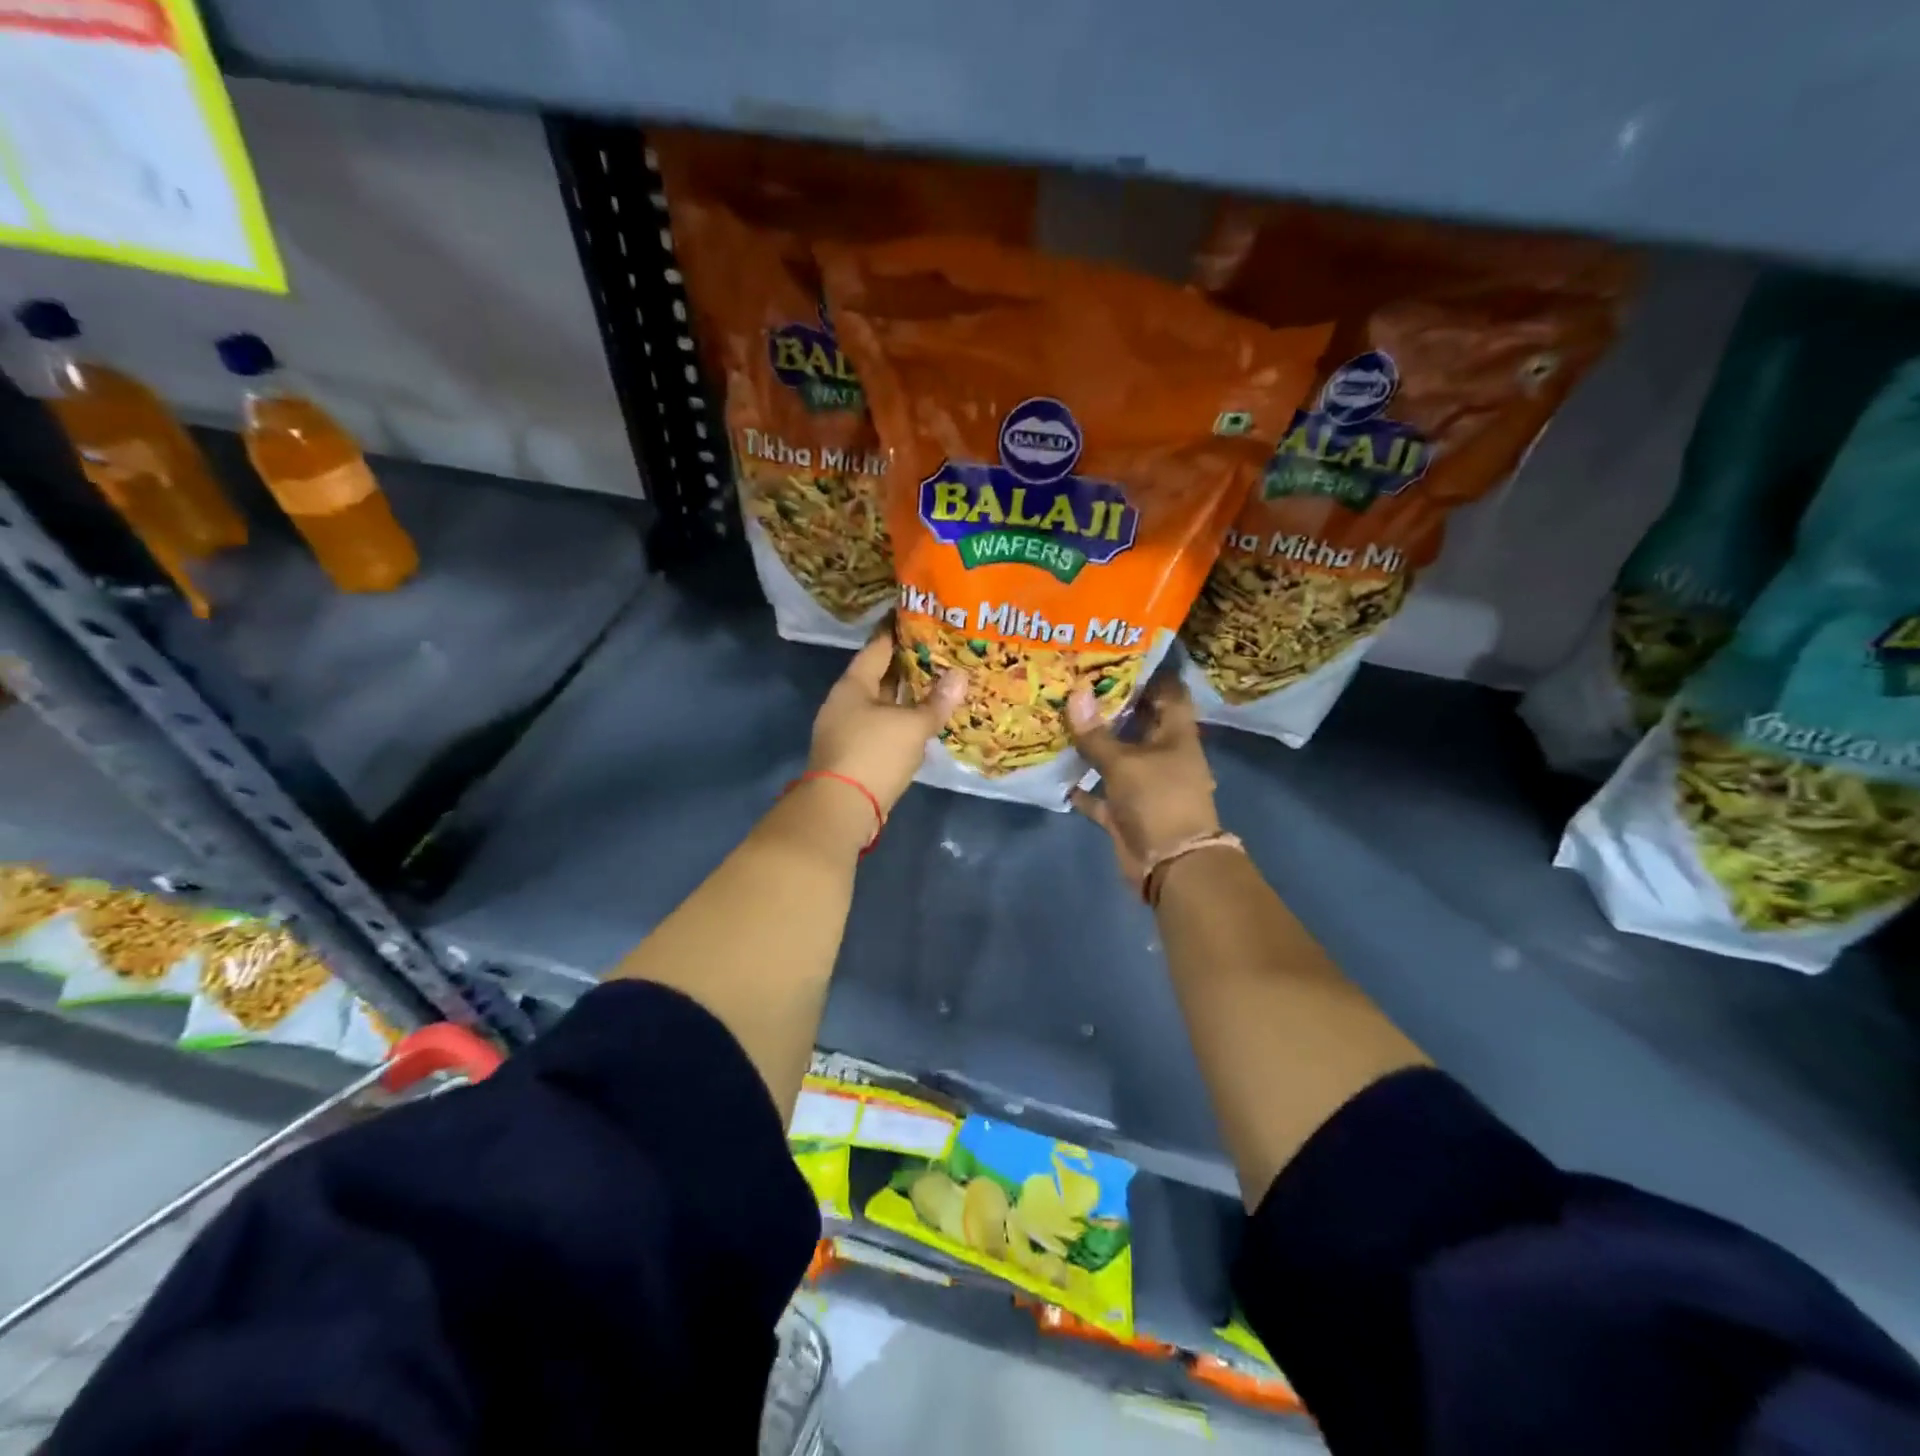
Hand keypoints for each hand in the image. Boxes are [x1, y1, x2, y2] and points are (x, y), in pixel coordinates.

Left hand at [809, 631, 966, 814]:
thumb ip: (936, 702)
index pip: (878, 646)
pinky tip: (924, 719)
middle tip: (942, 650)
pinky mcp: (856, 754)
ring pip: (883, 703)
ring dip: (907, 695)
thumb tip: (960, 676)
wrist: (840, 809)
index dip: (898, 630)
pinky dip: (903, 720)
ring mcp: (848, 729)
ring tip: (940, 682)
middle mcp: (846, 702)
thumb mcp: (911, 726)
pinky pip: (884, 726)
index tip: (921, 616)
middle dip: (909, 664)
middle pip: (880, 675)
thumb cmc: (874, 754)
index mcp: (853, 685)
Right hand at [1068, 674, 1220, 884]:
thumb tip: (1075, 693)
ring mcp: (1144, 784)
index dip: (1148, 673)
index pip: (1168, 693)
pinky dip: (1082, 785)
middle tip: (1076, 681)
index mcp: (1176, 736)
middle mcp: (1162, 755)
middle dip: (1111, 705)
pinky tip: (1056, 769)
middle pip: (1138, 722)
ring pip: (1116, 757)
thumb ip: (1096, 733)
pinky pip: (1100, 793)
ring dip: (1093, 744)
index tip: (1117, 655)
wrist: (1170, 865)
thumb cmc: (1157, 801)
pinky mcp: (1126, 810)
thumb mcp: (1124, 763)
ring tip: (1060, 717)